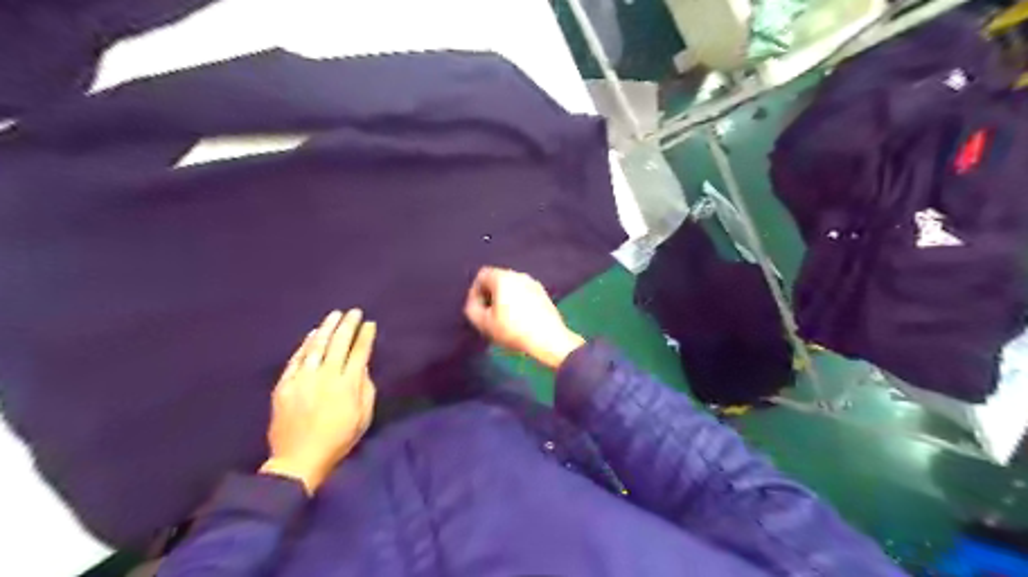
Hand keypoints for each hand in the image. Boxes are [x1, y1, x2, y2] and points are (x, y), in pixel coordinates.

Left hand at [261, 308, 375, 492]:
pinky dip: (306, 345)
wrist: (298, 459)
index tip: (370, 324)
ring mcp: (303, 379)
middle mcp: (326, 376)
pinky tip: (313, 335)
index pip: (359, 352)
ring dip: (327, 328)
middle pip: (339, 343)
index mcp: (348, 385)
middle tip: (353, 312)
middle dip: (348, 325)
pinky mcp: (285, 385)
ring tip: (335, 315)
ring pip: (317, 346)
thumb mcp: (363, 417)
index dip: (365, 336)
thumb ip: (365, 389)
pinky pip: (296, 359)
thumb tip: (362, 367)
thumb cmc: (338, 439)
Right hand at [463, 265, 580, 369]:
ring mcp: (534, 283)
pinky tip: (519, 320)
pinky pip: (524, 293)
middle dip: (489, 295)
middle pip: (497, 280)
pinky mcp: (544, 294)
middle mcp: (519, 275)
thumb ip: (471, 309)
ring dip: (504, 299)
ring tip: (503, 319)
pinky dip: (517, 302)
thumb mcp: (483, 323)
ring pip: (511, 287)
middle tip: (488, 315)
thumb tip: (474, 303)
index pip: (481, 275)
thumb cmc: (513, 330)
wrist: (548, 340)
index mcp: (503, 277)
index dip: (475, 292)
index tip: (477, 309)